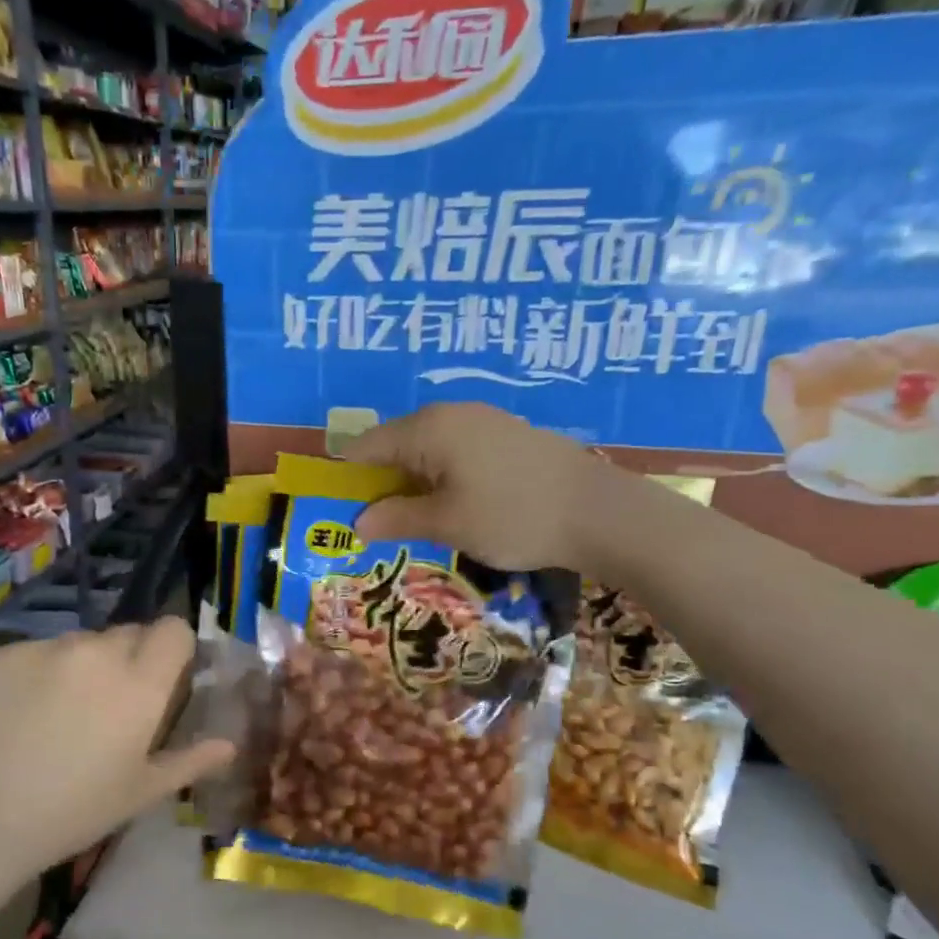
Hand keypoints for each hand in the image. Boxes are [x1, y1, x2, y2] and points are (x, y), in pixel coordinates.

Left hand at [0, 619, 234, 875]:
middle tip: (110, 707)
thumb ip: (191, 760)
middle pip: (128, 634)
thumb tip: (229, 744)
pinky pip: (36, 652)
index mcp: (139, 683)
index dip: (174, 648)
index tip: (164, 678)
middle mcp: (97, 652)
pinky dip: (38, 673)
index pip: (173, 629)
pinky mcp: (1, 653)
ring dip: (83, 666)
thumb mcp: (140, 793)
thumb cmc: (71, 812)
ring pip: (80, 643)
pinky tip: (19, 716)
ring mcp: (45, 648)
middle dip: (129, 660)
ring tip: (58, 715)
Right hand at [346, 402, 654, 573]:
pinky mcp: (508, 435)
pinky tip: (452, 506)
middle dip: (380, 483)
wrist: (601, 513)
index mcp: (428, 428)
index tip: (337, 511)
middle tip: (374, 524)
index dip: (347, 478)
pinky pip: (457, 452)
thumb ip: (397, 519)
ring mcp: (484, 421)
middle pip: (396, 445)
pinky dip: (442, 477)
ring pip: (428, 450)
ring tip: (411, 521)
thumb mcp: (447, 524)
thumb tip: (358, 522)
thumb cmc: (513, 516)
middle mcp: (452, 414)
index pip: (366, 446)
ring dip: (412, 483)